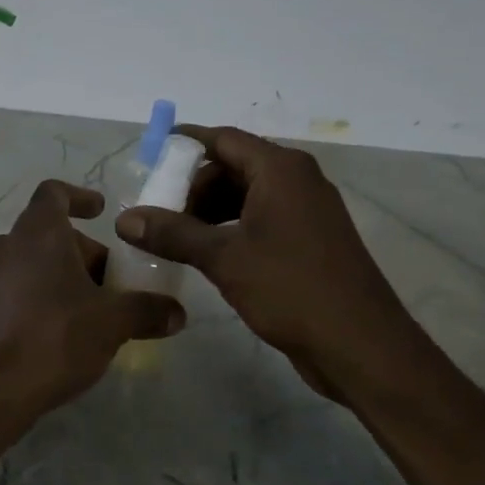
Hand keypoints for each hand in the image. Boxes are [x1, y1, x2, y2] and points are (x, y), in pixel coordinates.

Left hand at [0, 180, 185, 420]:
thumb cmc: (56, 337)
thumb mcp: (113, 322)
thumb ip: (147, 310)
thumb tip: (177, 312)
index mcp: (38, 232)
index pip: (54, 193)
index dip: (79, 197)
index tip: (101, 211)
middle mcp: (8, 246)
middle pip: (49, 233)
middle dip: (84, 253)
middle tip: (114, 282)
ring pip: (34, 262)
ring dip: (65, 277)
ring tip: (96, 309)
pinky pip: (19, 289)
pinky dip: (44, 296)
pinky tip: (67, 330)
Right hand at [114, 126, 419, 401]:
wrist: (360, 345)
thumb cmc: (292, 289)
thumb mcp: (224, 258)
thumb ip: (173, 233)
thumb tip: (124, 219)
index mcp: (281, 170)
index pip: (223, 140)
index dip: (183, 144)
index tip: (148, 157)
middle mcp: (297, 181)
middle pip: (233, 166)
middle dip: (192, 186)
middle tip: (157, 213)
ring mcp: (305, 212)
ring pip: (245, 195)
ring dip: (208, 211)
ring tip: (174, 238)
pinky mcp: (307, 241)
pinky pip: (259, 220)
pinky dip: (228, 229)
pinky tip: (205, 255)